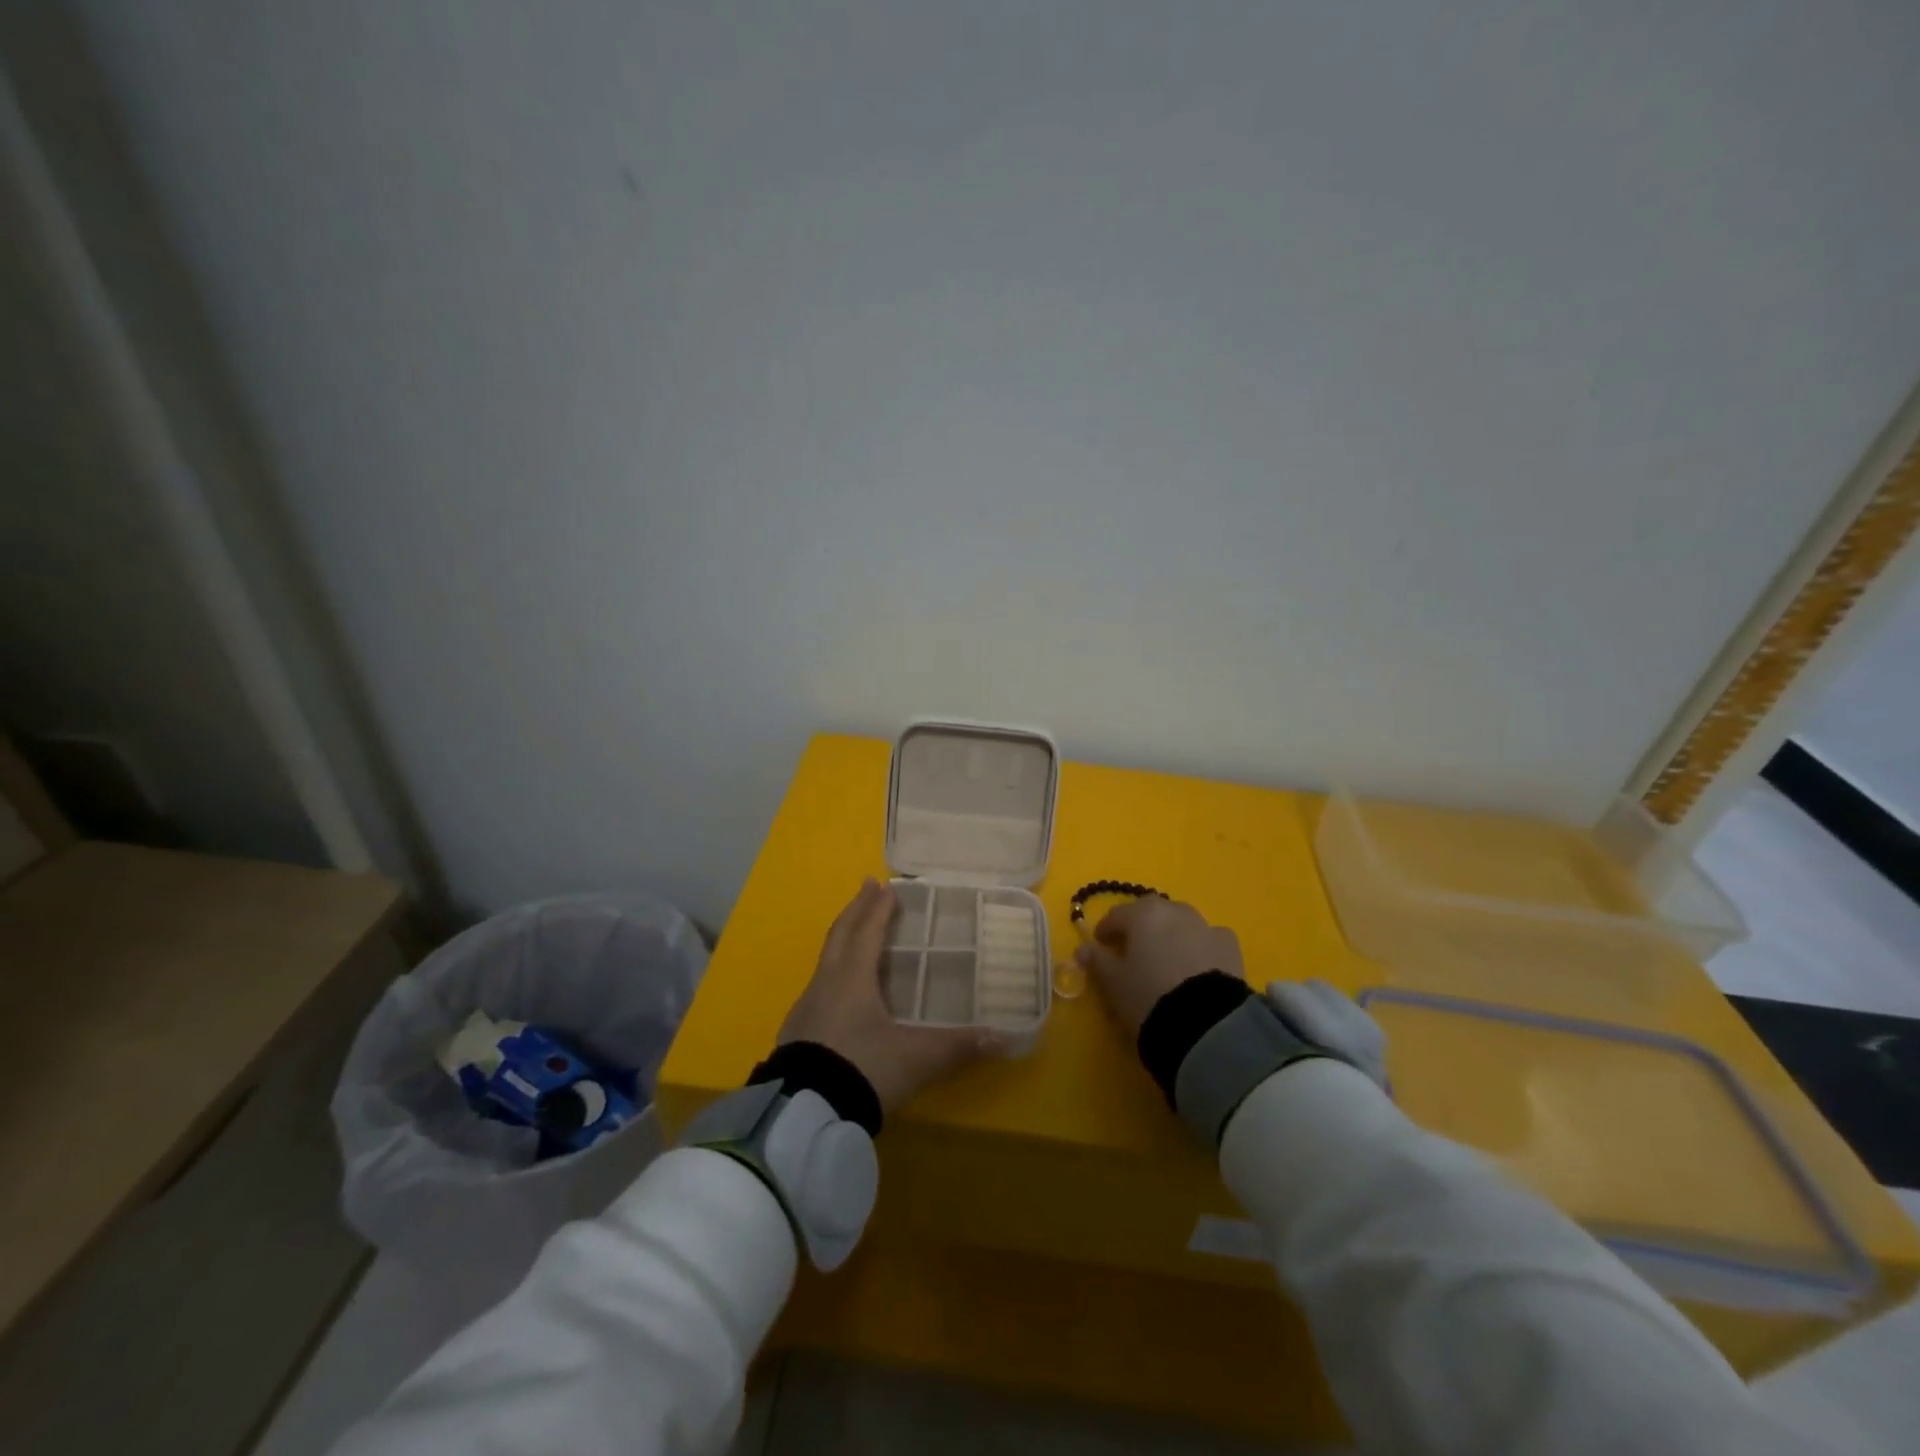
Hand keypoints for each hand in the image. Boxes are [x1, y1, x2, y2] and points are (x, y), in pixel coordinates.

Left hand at [780, 879, 1001, 1114]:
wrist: (804, 1113)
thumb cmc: (863, 1069)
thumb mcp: (916, 1059)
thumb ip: (958, 1046)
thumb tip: (1002, 1038)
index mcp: (853, 978)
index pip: (867, 931)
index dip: (878, 908)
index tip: (886, 885)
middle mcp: (826, 983)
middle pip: (840, 934)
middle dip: (856, 909)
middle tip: (867, 886)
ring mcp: (806, 1007)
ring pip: (826, 958)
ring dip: (842, 937)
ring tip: (855, 930)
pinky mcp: (797, 1031)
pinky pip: (818, 984)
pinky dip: (833, 968)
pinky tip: (839, 986)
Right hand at [1073, 897, 1244, 1036]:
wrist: (1206, 1023)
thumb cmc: (1148, 996)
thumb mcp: (1113, 983)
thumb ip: (1096, 961)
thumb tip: (1083, 949)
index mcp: (1143, 914)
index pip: (1116, 915)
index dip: (1105, 929)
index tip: (1099, 945)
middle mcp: (1175, 911)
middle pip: (1151, 912)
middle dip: (1140, 926)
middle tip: (1133, 949)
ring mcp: (1205, 926)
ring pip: (1182, 921)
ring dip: (1171, 933)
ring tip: (1166, 958)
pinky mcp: (1230, 947)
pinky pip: (1209, 939)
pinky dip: (1200, 945)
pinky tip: (1199, 964)